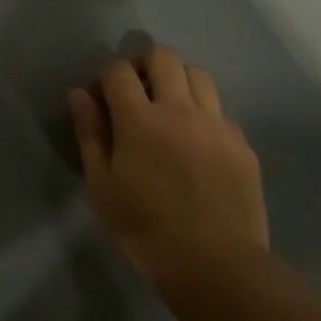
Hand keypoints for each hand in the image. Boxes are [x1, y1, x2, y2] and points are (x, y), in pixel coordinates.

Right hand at [69, 44, 268, 292]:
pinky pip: (220, 110)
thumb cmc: (145, 229)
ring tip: (167, 109)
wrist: (215, 263)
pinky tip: (195, 143)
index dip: (103, 77)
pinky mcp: (241, 143)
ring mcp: (217, 124)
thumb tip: (79, 95)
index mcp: (140, 120)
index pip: (118, 71)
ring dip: (176, 80)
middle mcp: (181, 109)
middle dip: (142, 64)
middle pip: (163, 57)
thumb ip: (90, 135)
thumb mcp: (101, 187)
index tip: (98, 99)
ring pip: (198, 74)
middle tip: (133, 92)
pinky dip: (202, 113)